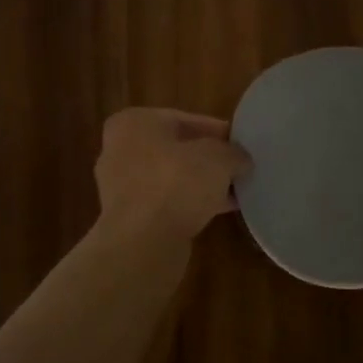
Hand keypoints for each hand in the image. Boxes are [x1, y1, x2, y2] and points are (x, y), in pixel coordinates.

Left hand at [94, 108, 250, 243]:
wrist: (142, 242)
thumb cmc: (176, 183)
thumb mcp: (218, 158)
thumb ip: (233, 153)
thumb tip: (241, 160)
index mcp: (134, 123)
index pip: (183, 119)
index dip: (216, 131)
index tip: (240, 144)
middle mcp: (120, 150)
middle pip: (175, 149)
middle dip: (207, 159)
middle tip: (238, 168)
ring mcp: (121, 186)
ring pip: (171, 178)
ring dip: (200, 184)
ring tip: (234, 191)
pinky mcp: (129, 217)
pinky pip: (166, 203)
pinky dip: (189, 205)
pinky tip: (219, 212)